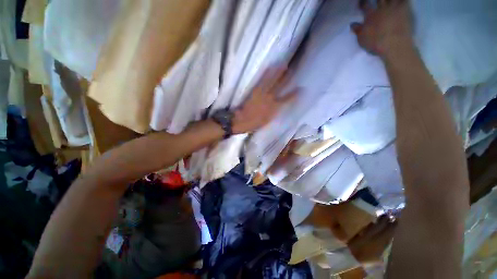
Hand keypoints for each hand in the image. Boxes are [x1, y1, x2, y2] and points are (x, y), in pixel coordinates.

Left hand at [232, 67, 296, 133]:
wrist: (243, 120)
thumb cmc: (255, 123)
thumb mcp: (268, 120)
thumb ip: (274, 112)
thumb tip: (279, 106)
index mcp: (275, 108)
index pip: (287, 100)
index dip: (295, 94)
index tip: (301, 89)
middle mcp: (271, 99)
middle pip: (281, 87)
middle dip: (288, 78)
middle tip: (293, 70)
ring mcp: (263, 94)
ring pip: (273, 81)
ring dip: (279, 73)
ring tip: (284, 65)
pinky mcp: (256, 91)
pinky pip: (262, 81)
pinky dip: (266, 74)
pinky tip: (270, 67)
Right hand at [351, 0, 413, 57]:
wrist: (394, 44)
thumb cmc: (375, 43)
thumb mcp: (362, 39)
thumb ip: (357, 30)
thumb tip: (352, 24)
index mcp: (370, 15)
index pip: (365, 5)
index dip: (363, 2)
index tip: (361, 2)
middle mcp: (381, 8)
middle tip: (376, 0)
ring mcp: (393, 7)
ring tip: (388, 1)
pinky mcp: (404, 9)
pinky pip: (405, 0)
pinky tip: (401, 0)